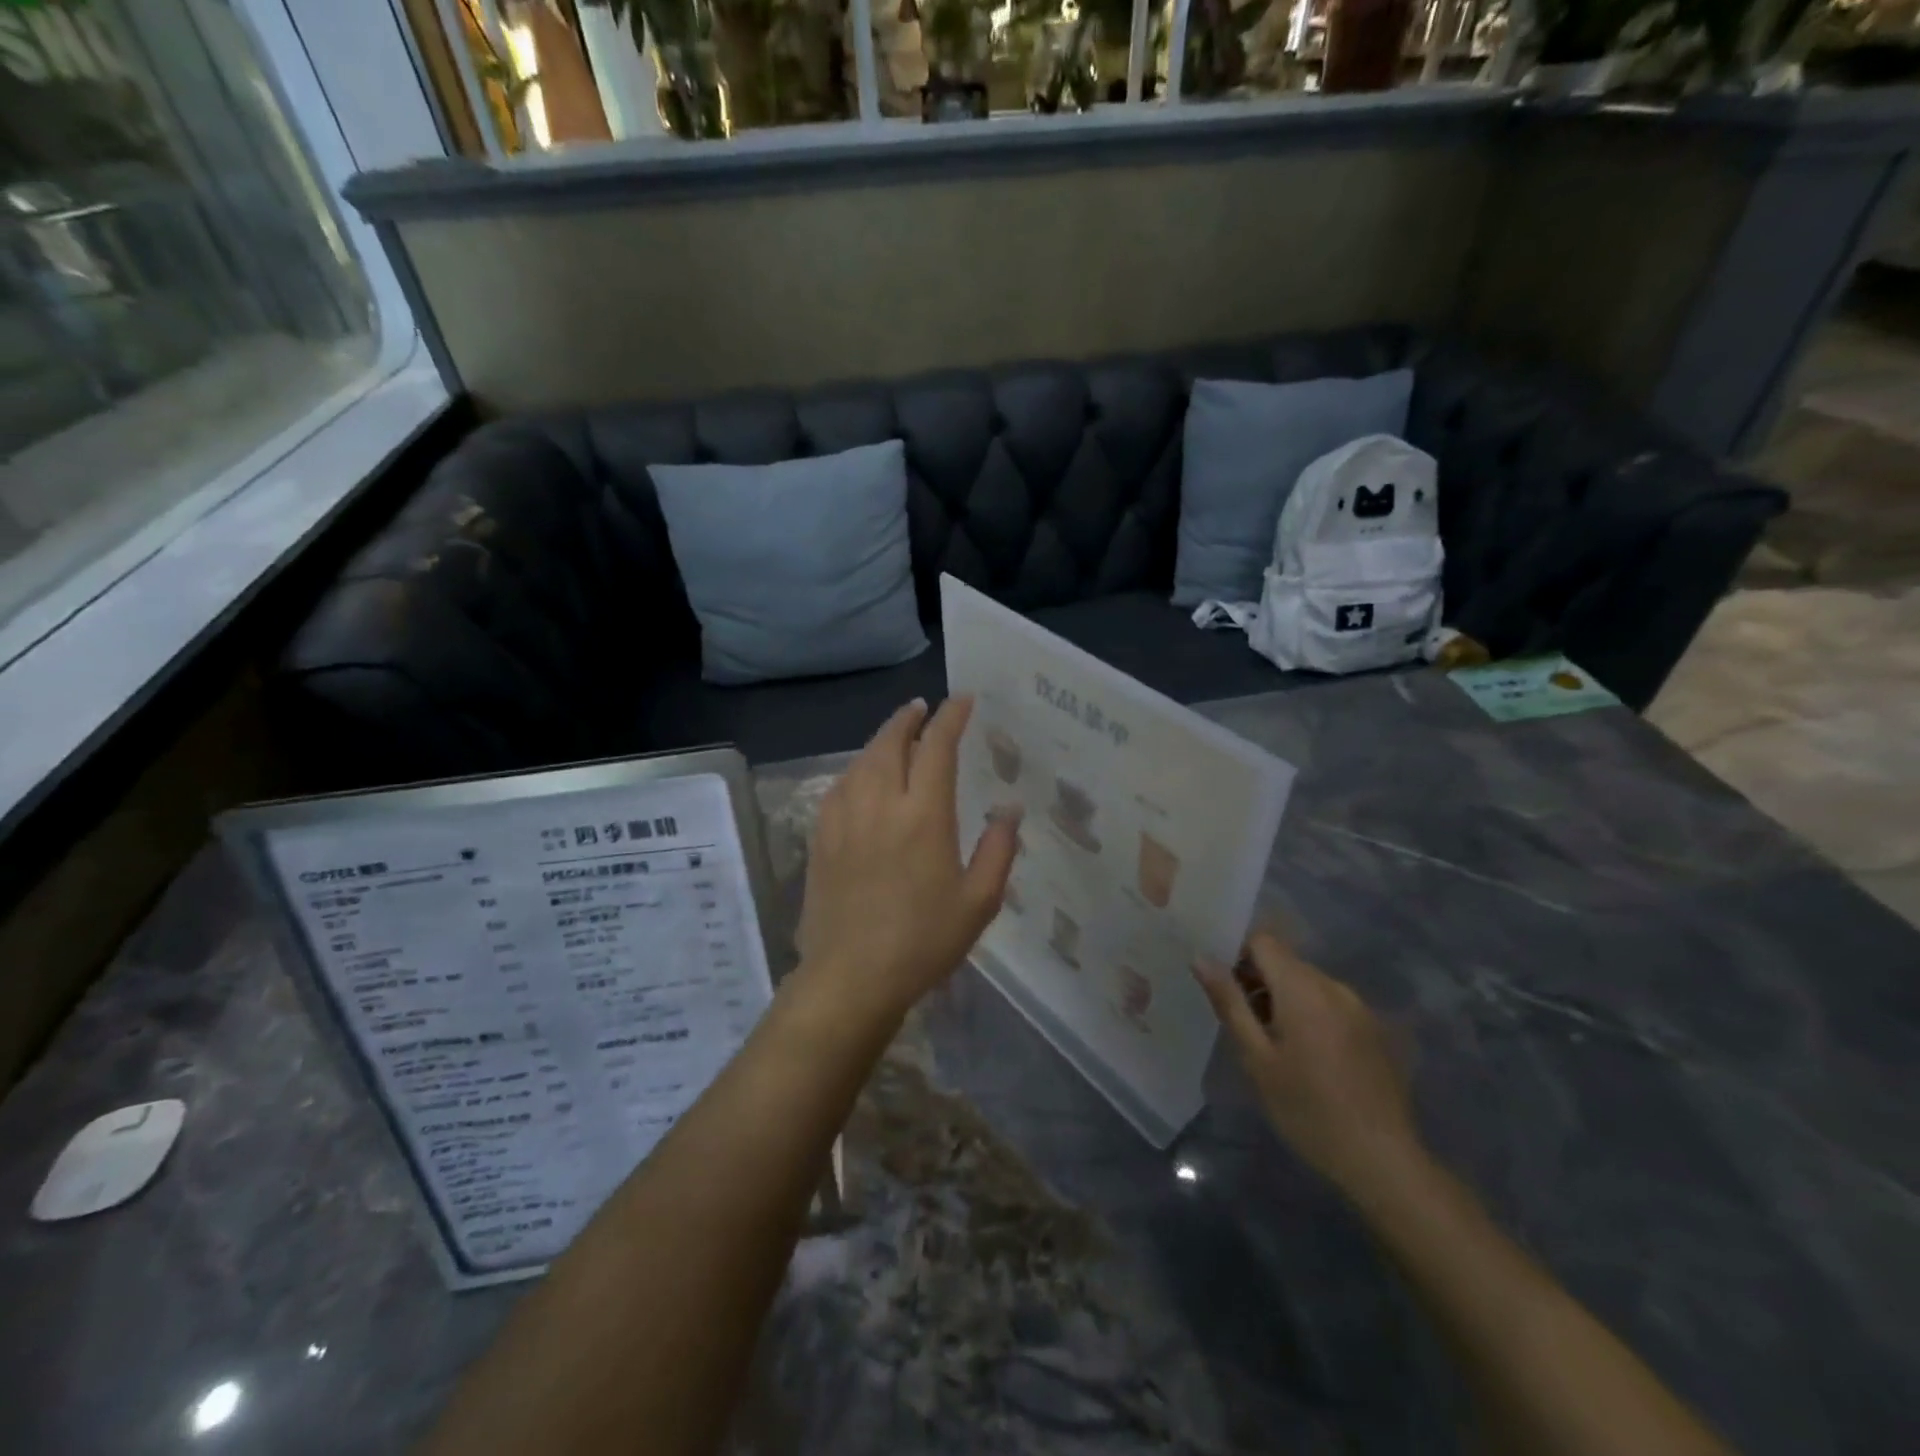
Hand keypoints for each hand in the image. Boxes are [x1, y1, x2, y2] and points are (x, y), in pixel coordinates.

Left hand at [795, 697, 1020, 1027]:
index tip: (962, 701)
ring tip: (896, 735)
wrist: (851, 976)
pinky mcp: (821, 837)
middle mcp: (880, 804)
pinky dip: (856, 769)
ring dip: (881, 740)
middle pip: (891, 742)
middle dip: (908, 718)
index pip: (937, 747)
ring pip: (861, 760)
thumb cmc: (923, 941)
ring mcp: (844, 818)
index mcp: (924, 815)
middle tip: (922, 708)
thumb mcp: (979, 902)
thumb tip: (1008, 809)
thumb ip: (998, 850)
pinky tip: (861, 777)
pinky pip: (839, 787)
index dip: (950, 718)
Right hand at [1195, 932, 1422, 1202]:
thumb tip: (1201, 957)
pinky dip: (1309, 1014)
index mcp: (1303, 988)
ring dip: (1283, 998)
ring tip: (1272, 1044)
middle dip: (1258, 980)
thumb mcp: (1257, 1058)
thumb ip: (1229, 1002)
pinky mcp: (1373, 1029)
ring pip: (1307, 983)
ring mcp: (1358, 1007)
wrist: (1383, 1161)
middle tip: (1242, 1022)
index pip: (1263, 940)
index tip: (1224, 986)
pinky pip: (1330, 1003)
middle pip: (1286, 960)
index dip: (1237, 954)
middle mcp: (1334, 986)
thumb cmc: (1307, 1109)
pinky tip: (1306, 1057)